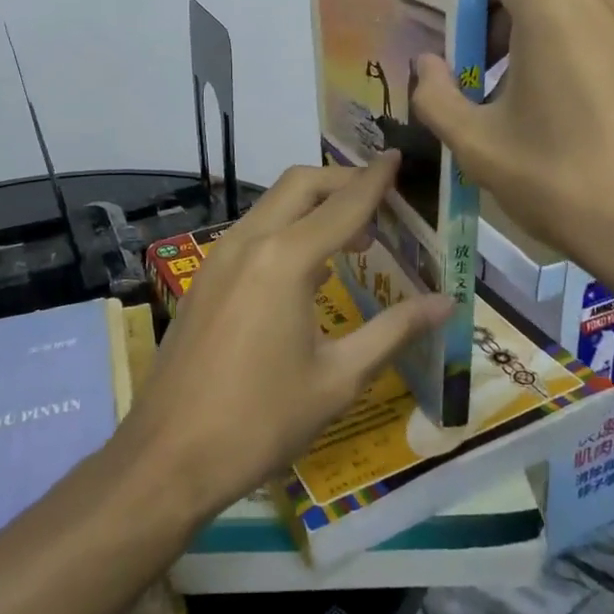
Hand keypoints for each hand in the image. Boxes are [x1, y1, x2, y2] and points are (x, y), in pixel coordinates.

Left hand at [116, 154, 450, 518]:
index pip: (343, 205)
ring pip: (272, 205)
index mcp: (285, 260)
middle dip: (341, 181)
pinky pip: (252, 232)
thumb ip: (393, 331)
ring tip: (352, 238)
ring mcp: (218, 258)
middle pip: (300, 185)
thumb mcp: (338, 379)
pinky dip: (286, 229)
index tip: (397, 157)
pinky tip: (306, 270)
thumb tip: (444, 304)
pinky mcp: (204, 278)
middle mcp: (249, 242)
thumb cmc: (261, 421)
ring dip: (312, 205)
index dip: (375, 180)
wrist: (168, 457)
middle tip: (380, 202)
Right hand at [411, 0, 613, 339]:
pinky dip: (569, 60)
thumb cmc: (566, 180)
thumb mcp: (479, 145)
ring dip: (530, 50)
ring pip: (566, 17)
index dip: (463, 2)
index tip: (451, 51)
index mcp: (553, 2)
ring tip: (517, 112)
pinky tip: (564, 120)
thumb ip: (435, 95)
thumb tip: (426, 66)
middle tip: (475, 89)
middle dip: (494, 32)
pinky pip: (599, 38)